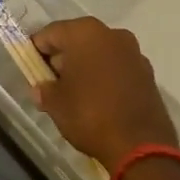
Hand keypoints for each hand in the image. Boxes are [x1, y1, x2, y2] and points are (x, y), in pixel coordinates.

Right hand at [29, 17, 176, 170]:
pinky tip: (99, 99)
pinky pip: (117, 68)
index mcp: (85, 33)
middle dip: (63, 58)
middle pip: (77, 40)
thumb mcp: (56, 104)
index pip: (50, 33)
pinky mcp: (148, 74)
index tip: (31, 68)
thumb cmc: (90, 115)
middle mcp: (112, 34)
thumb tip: (42, 89)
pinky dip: (106, 77)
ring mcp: (134, 53)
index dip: (37, 50)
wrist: (141, 147)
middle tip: (51, 81)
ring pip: (99, 53)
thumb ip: (44, 90)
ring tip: (76, 92)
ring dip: (86, 66)